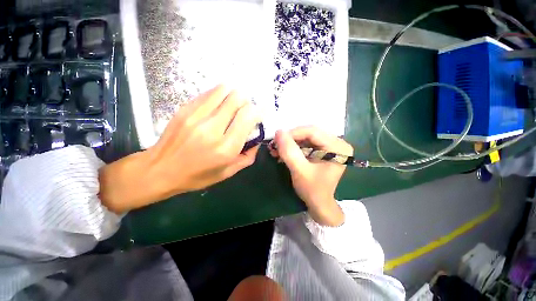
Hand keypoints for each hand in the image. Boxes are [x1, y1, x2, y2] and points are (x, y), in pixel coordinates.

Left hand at [99, 85, 260, 212]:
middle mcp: (212, 129)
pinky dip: (219, 96)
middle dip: (247, 102)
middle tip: (245, 111)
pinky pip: (209, 93)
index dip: (258, 112)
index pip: (248, 116)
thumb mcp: (228, 172)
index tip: (258, 116)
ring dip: (233, 96)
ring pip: (224, 90)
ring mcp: (196, 116)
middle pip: (237, 98)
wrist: (159, 171)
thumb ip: (248, 155)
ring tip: (232, 107)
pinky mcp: (185, 109)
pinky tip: (218, 106)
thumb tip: (256, 138)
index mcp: (226, 148)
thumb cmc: (197, 176)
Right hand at [269, 126, 352, 225]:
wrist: (319, 203)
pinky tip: (283, 153)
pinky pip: (306, 143)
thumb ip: (289, 152)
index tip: (276, 139)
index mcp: (338, 147)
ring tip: (276, 150)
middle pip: (309, 133)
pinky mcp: (322, 150)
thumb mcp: (300, 171)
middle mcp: (337, 142)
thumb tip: (278, 132)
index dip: (293, 133)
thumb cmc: (313, 190)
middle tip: (275, 145)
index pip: (312, 131)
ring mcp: (330, 146)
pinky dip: (293, 147)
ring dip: (290, 143)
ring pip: (305, 137)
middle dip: (290, 139)